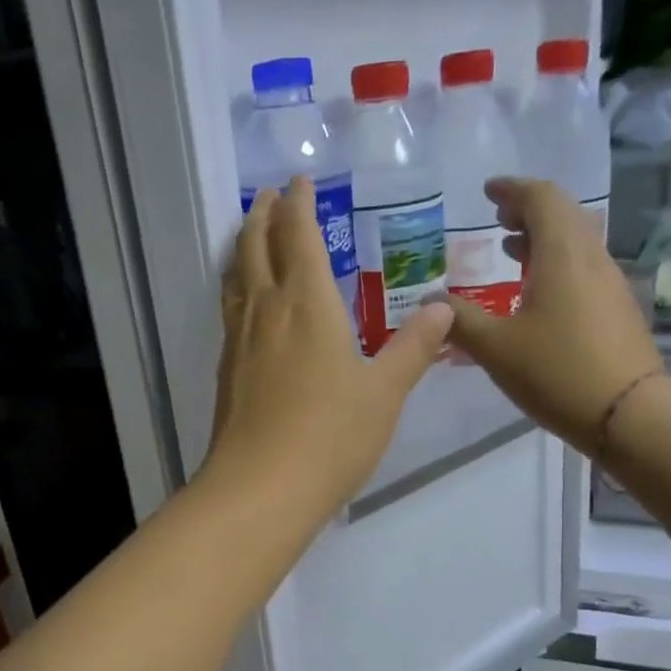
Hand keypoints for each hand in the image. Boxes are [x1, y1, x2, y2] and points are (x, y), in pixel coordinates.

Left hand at [202, 180, 451, 523]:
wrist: (261, 487)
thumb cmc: (331, 436)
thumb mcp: (384, 392)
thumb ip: (412, 348)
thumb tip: (444, 310)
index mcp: (307, 304)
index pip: (300, 237)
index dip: (300, 205)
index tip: (299, 182)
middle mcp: (267, 310)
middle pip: (257, 246)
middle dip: (263, 215)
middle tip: (267, 194)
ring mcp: (240, 339)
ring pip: (236, 276)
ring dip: (244, 246)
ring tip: (250, 234)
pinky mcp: (227, 369)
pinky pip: (230, 309)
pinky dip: (237, 286)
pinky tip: (246, 302)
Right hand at [445, 179, 661, 452]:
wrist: (629, 415)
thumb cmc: (557, 372)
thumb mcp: (495, 348)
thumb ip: (459, 320)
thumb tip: (430, 301)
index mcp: (562, 255)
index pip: (542, 198)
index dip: (513, 189)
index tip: (488, 191)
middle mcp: (591, 258)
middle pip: (564, 214)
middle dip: (529, 209)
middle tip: (498, 217)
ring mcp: (609, 284)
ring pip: (576, 241)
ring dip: (543, 237)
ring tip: (510, 250)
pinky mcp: (616, 309)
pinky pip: (583, 267)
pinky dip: (556, 263)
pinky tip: (536, 292)